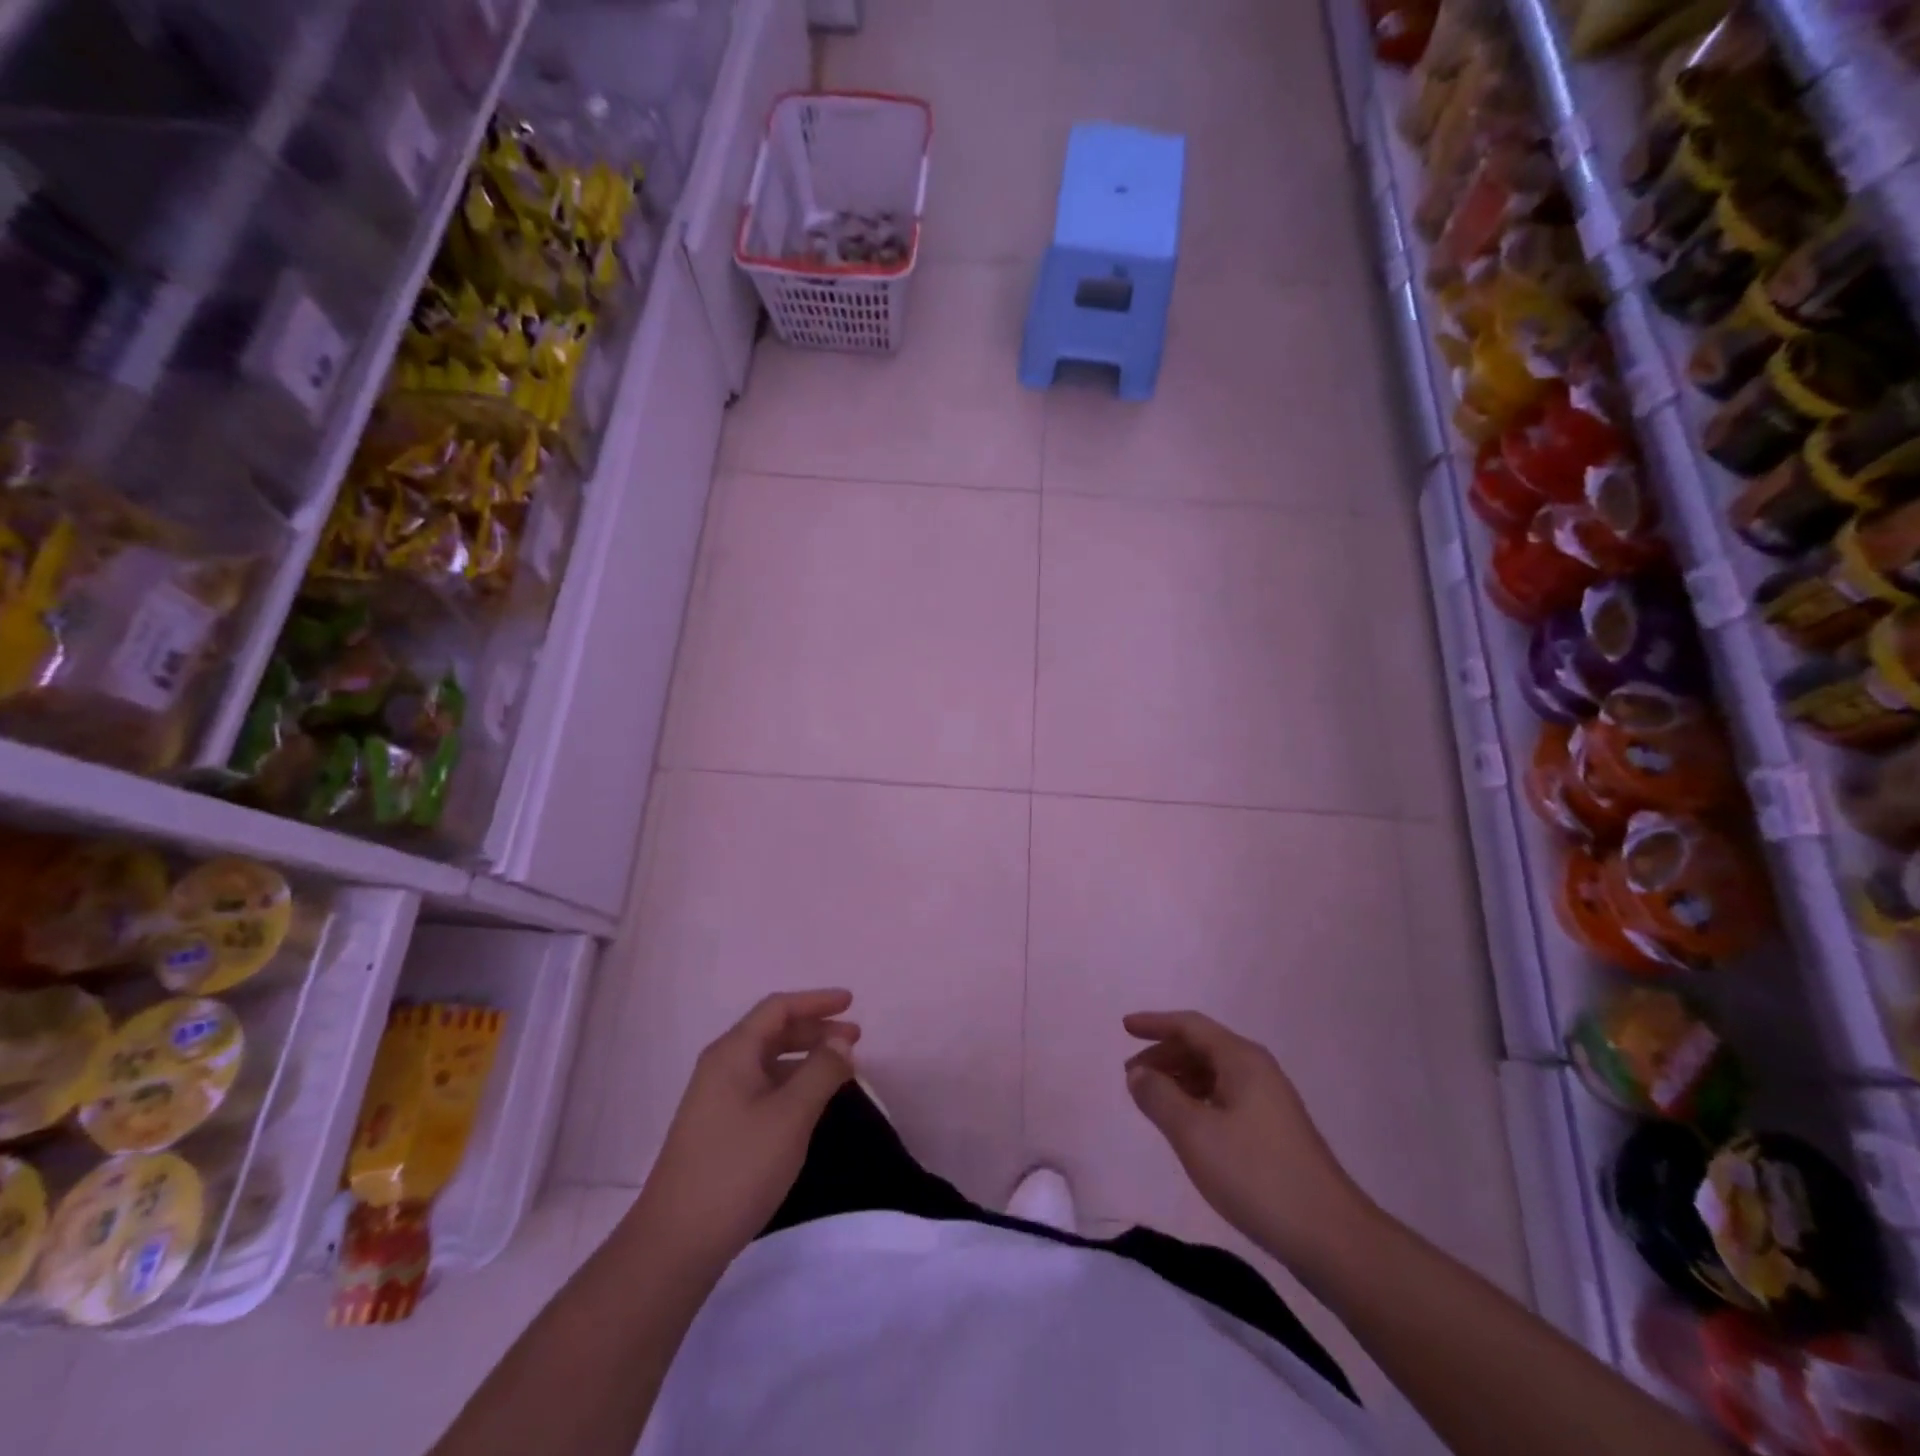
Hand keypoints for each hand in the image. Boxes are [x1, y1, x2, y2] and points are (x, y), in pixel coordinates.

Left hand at [628, 990, 858, 1270]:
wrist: (676, 1243)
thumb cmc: (738, 1169)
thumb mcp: (790, 1116)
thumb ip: (820, 1072)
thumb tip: (841, 1042)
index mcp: (733, 1053)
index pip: (778, 1008)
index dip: (817, 1001)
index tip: (852, 1003)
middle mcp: (721, 1067)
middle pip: (773, 1031)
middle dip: (815, 1030)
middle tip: (855, 1040)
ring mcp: (716, 1099)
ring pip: (768, 1062)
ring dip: (805, 1058)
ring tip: (840, 1071)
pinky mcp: (718, 1128)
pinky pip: (762, 1087)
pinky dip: (791, 1084)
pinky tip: (809, 1103)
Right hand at [1123, 1010, 1369, 1265]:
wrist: (1330, 1236)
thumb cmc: (1256, 1175)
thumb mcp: (1194, 1134)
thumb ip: (1159, 1097)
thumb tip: (1138, 1073)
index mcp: (1241, 1059)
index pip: (1190, 1026)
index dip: (1155, 1024)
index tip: (1124, 1028)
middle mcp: (1257, 1070)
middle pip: (1202, 1046)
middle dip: (1164, 1054)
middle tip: (1131, 1074)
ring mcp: (1270, 1100)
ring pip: (1214, 1073)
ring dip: (1179, 1078)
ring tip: (1151, 1098)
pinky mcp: (1274, 1130)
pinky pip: (1225, 1096)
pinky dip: (1197, 1099)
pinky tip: (1186, 1124)